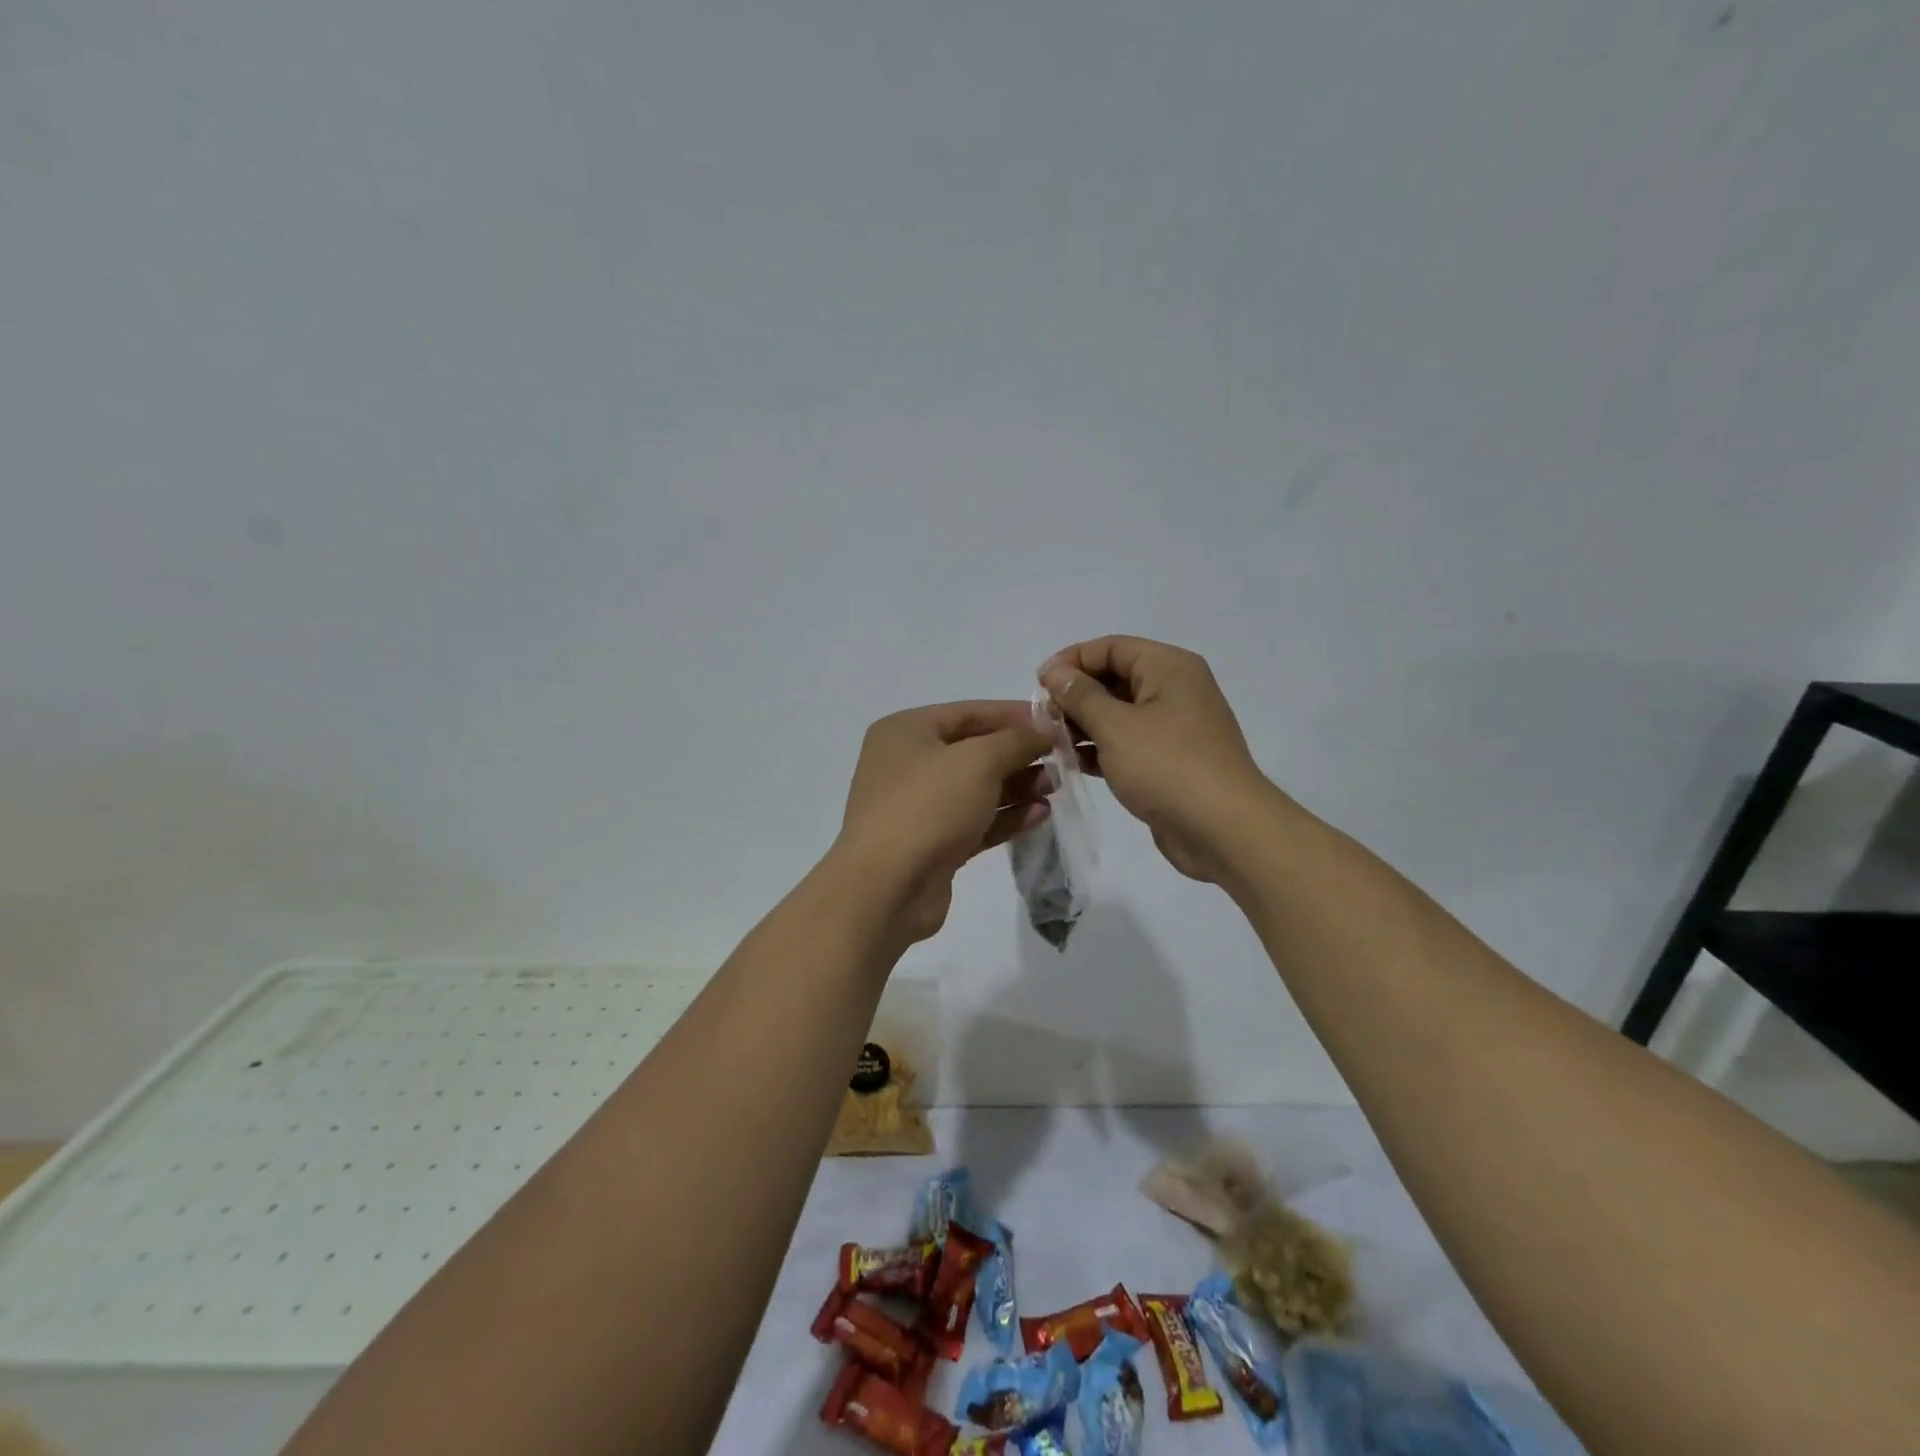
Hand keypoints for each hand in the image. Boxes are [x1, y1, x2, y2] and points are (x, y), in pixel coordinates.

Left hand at [832, 701, 1054, 942]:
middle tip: (1061, 759)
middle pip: (974, 751)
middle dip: (1018, 754)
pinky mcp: (933, 845)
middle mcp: (907, 765)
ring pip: (977, 789)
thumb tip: (1044, 728)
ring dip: (1017, 786)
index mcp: (905, 732)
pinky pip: (975, 821)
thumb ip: (1016, 740)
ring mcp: (918, 807)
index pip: (968, 712)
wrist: (886, 889)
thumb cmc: (928, 807)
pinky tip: (1041, 814)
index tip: (1056, 722)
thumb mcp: (978, 761)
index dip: (1014, 715)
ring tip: (1056, 787)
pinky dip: (1006, 817)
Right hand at [1039, 636, 1273, 881]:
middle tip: (1043, 718)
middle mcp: (1174, 690)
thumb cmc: (1168, 767)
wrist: (1224, 831)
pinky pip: (1128, 743)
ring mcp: (1174, 727)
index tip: (1038, 685)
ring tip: (1051, 742)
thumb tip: (1054, 672)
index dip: (1071, 660)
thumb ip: (1080, 696)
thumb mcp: (1116, 726)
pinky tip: (1073, 763)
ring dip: (1084, 724)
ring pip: (1119, 713)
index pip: (1111, 647)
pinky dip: (1101, 749)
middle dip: (1076, 695)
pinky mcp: (1169, 760)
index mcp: (1169, 668)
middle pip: (1114, 678)